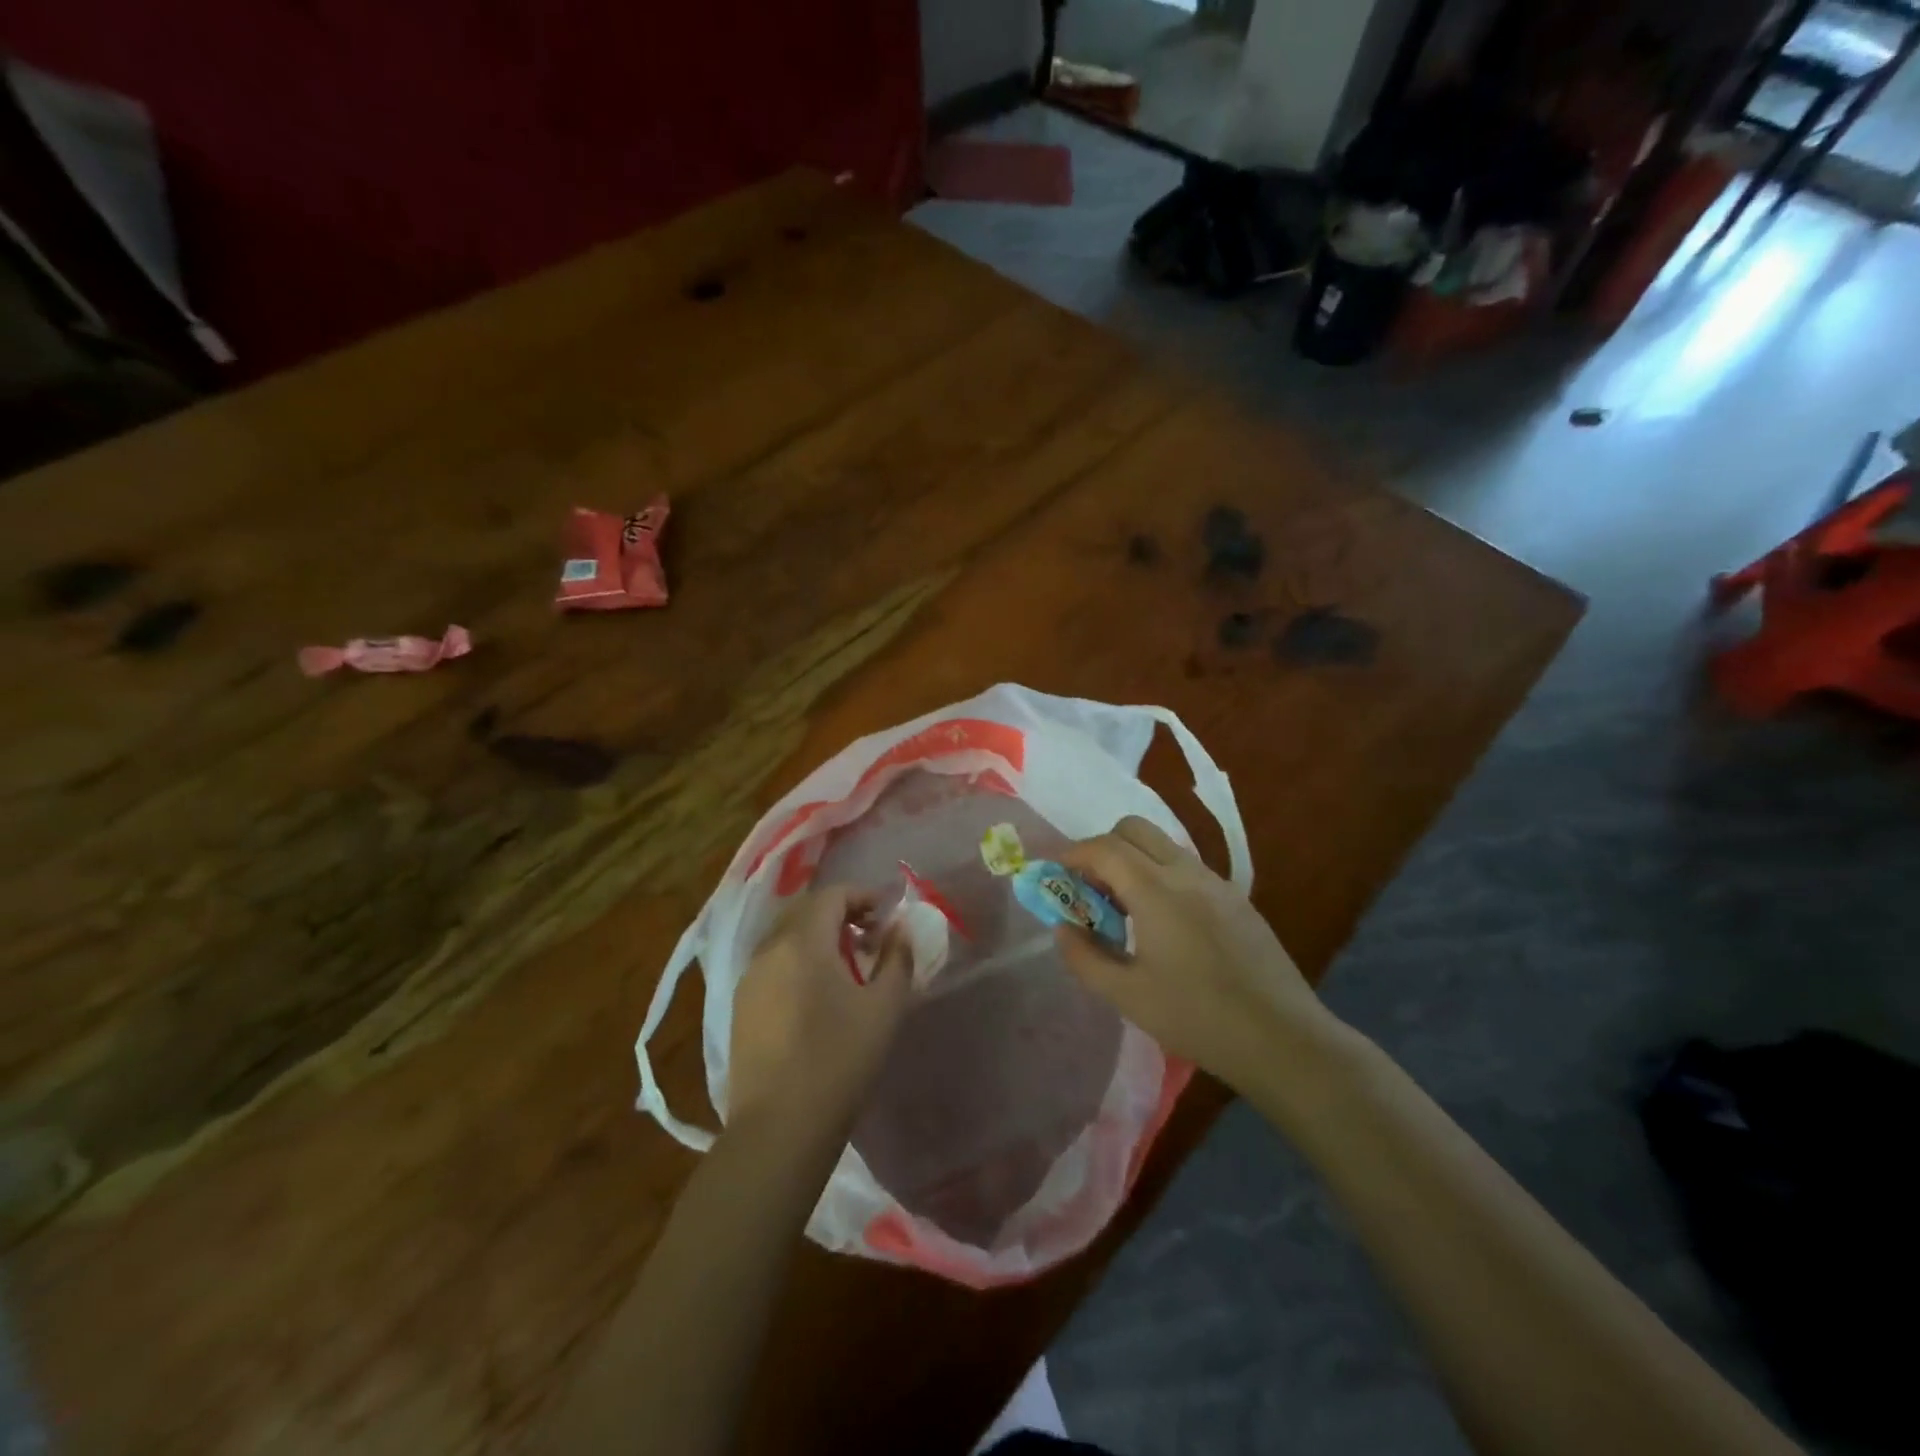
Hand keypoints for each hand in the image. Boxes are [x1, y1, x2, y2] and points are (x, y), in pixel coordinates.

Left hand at [726, 886, 913, 1134]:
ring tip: (847, 966)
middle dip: (840, 914)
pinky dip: (798, 961)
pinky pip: (773, 965)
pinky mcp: (739, 1008)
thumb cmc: (839, 1061)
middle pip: (805, 912)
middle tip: (870, 936)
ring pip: (786, 938)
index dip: (862, 896)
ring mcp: (748, 979)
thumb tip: (900, 929)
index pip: (832, 895)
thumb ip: (897, 958)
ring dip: (818, 938)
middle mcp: (769, 950)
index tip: (887, 914)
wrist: (779, 1129)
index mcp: (802, 942)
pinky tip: (816, 995)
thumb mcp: (884, 1008)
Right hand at [1053, 816, 1340, 1091]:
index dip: (1072, 854)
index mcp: (1156, 891)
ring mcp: (1217, 882)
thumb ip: (1085, 957)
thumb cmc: (1197, 1018)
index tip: (1055, 874)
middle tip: (1090, 887)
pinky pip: (1186, 867)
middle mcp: (1186, 873)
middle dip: (1102, 847)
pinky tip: (1163, 923)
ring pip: (1163, 845)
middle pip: (1134, 829)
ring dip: (1132, 860)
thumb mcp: (1127, 996)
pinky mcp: (1237, 899)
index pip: (1104, 848)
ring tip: (1124, 908)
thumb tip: (1063, 928)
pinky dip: (1160, 875)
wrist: (1283, 1039)